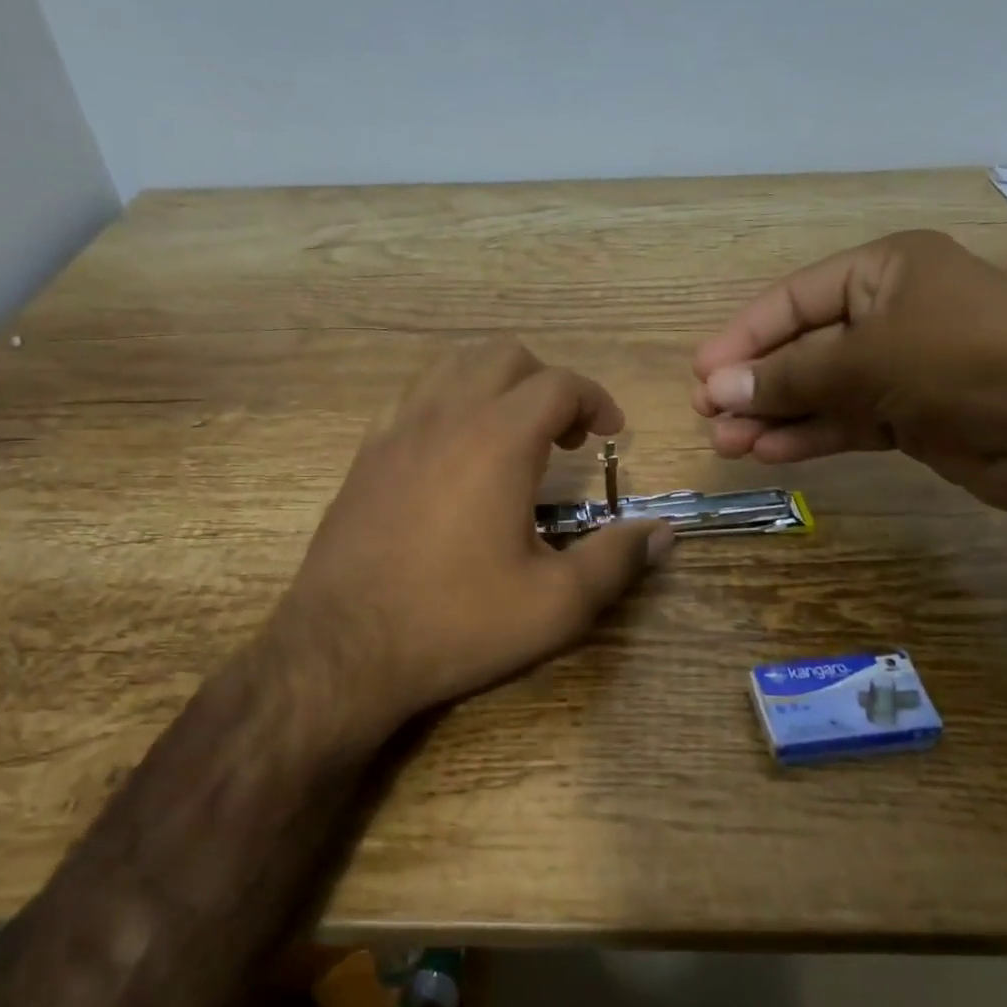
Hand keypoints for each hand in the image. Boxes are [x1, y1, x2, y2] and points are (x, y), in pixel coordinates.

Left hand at [274, 339, 673, 742]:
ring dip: (495, 384)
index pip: (560, 384)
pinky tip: (454, 452)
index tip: (611, 435)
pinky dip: (448, 402)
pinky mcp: (366, 452)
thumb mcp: (556, 605)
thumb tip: (662, 532)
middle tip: (565, 437)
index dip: (596, 400)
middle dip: (548, 384)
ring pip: (453, 366)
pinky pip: (413, 396)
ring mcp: (398, 429)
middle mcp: (447, 416)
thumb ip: (616, 561)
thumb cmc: (457, 621)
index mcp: (499, 440)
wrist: (344, 648)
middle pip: (506, 357)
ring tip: (512, 434)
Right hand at [691, 230, 1006, 512]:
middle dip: (755, 383)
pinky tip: (767, 452)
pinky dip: (808, 435)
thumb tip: (716, 390)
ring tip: (726, 443)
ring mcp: (900, 367)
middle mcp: (888, 312)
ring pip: (819, 390)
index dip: (743, 337)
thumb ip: (791, 377)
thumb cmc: (969, 360)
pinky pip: (844, 421)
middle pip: (801, 347)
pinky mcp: (909, 415)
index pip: (793, 301)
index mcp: (883, 271)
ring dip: (773, 416)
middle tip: (708, 416)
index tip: (702, 374)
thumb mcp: (870, 360)